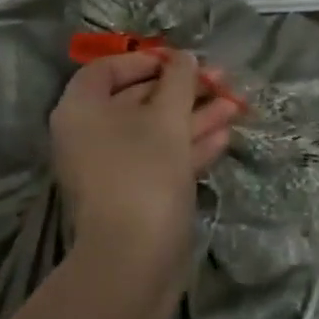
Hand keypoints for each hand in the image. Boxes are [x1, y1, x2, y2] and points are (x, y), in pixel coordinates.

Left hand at [49, 49, 239, 265]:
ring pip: (156, 131)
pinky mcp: (135, 195)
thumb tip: (183, 57)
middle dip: (184, 89)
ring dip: (196, 116)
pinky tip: (225, 134)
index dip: (146, 60)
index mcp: (81, 110)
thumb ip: (178, 80)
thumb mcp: (165, 118)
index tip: (181, 61)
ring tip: (237, 104)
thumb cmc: (143, 173)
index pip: (107, 69)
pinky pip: (161, 159)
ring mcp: (113, 168)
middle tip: (223, 79)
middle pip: (138, 99)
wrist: (134, 261)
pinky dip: (190, 146)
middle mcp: (90, 136)